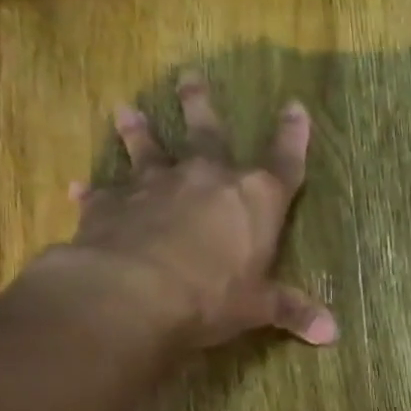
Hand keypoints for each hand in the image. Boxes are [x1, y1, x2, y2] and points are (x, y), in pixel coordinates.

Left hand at [46, 74, 337, 350]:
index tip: (295, 107)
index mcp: (254, 199)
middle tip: (190, 77)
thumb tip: (333, 333)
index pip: (284, 161)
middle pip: (208, 132)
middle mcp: (206, 178)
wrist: (136, 293)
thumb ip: (292, 310)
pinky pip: (102, 192)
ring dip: (139, 130)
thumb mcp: (258, 307)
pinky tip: (77, 187)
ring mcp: (156, 185)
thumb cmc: (212, 295)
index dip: (293, 136)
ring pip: (148, 148)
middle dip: (201, 105)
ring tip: (127, 109)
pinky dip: (92, 191)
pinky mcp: (112, 203)